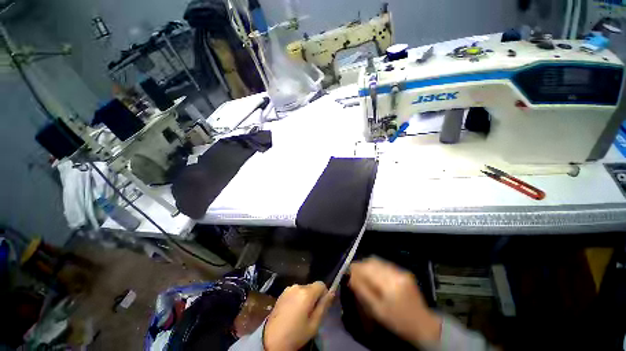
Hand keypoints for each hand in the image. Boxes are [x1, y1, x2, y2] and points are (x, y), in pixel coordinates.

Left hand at [263, 282, 333, 350]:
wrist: (270, 339)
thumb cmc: (295, 334)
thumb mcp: (314, 324)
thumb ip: (324, 306)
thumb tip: (332, 292)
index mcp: (306, 293)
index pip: (321, 284)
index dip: (324, 294)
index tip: (321, 307)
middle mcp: (297, 286)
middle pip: (312, 287)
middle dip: (314, 297)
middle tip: (310, 314)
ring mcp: (288, 288)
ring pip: (304, 289)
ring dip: (306, 298)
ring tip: (300, 314)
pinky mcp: (282, 292)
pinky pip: (295, 292)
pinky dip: (297, 298)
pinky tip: (292, 311)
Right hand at [349, 257, 441, 346]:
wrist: (423, 325)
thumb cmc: (397, 321)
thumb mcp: (377, 310)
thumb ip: (363, 291)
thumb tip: (350, 276)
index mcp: (390, 285)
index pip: (368, 269)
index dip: (356, 267)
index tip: (347, 270)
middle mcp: (396, 273)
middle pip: (373, 262)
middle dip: (361, 265)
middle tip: (354, 272)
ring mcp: (401, 271)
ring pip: (378, 261)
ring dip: (368, 265)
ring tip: (362, 273)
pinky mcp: (404, 271)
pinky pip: (385, 264)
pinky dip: (376, 267)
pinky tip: (374, 274)